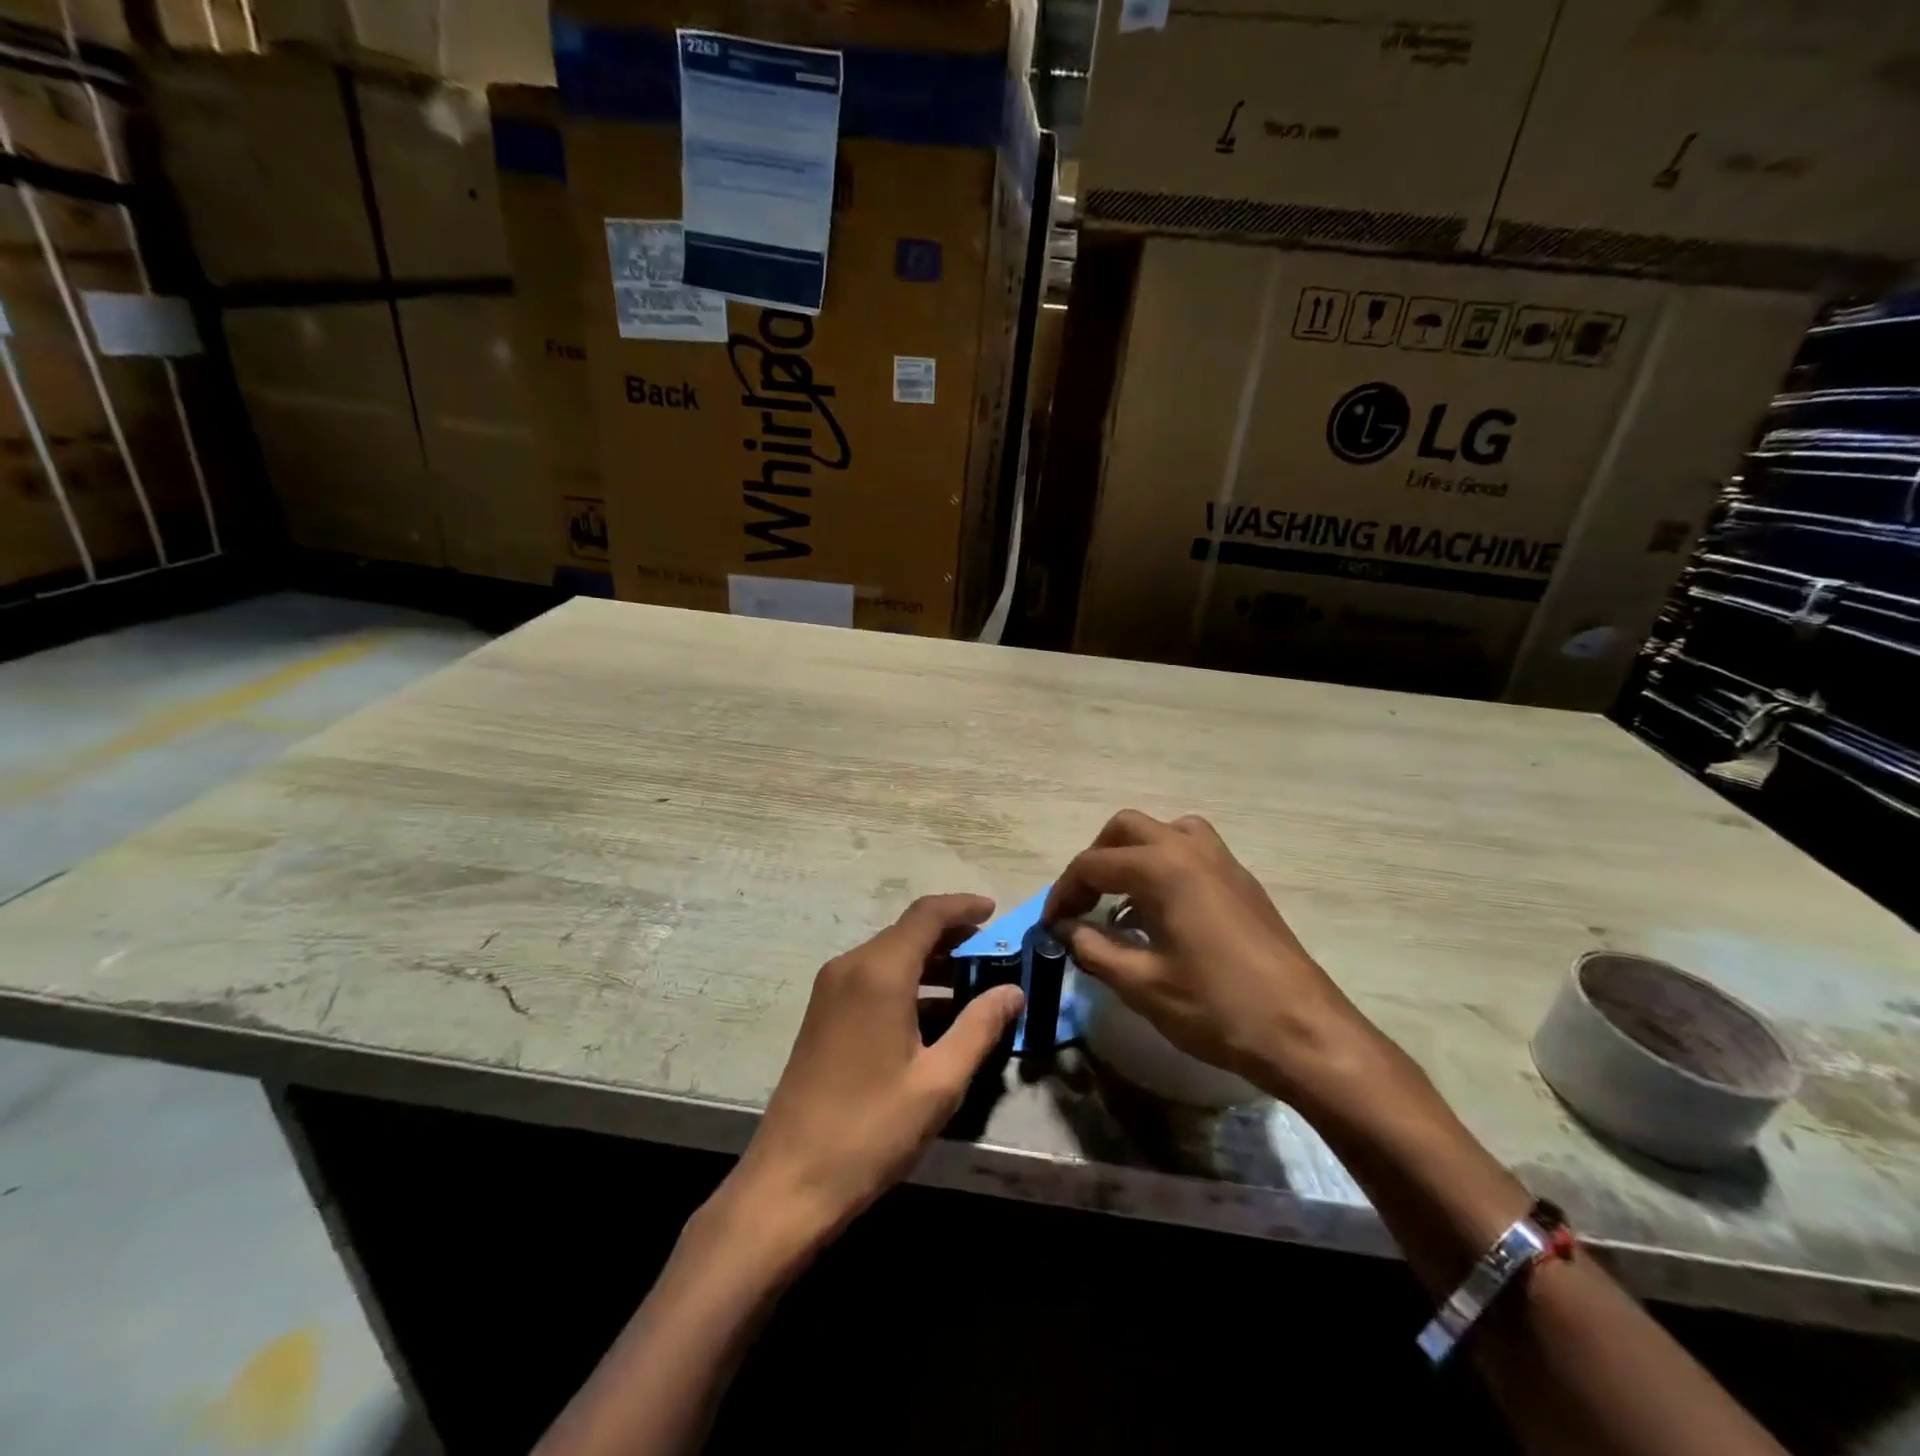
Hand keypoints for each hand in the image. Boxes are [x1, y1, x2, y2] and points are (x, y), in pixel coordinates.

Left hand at [728, 894, 1024, 1244]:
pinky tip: (935, 1013)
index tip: (996, 911)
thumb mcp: (939, 1082)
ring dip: (931, 961)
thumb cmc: (871, 1130)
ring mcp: (830, 989)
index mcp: (879, 972)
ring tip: (974, 982)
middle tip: (994, 954)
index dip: (963, 906)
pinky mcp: (823, 1013)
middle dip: (952, 936)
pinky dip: (907, 982)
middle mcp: (850, 967)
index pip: (927, 915)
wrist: (789, 1181)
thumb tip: (1013, 991)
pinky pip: (872, 978)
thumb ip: (979, 1027)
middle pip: (907, 931)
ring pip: (890, 955)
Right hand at [1045, 810, 1389, 1109]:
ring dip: (1132, 854)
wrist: (1304, 1031)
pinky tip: (1160, 913)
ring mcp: (1222, 861)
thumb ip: (1094, 948)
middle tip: (1081, 902)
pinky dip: (1163, 865)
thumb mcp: (1142, 984)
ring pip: (1163, 832)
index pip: (1093, 864)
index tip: (1050, 924)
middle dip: (1095, 859)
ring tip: (1120, 899)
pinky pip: (1190, 851)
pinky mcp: (1242, 881)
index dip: (1063, 893)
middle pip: (1126, 829)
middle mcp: (1190, 849)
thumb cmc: (1217, 1007)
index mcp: (1162, 868)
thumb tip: (1065, 928)